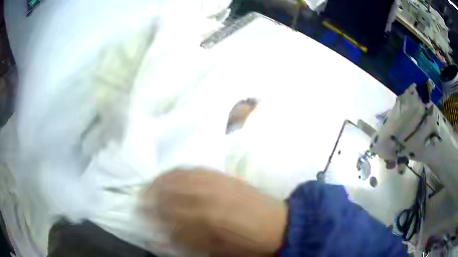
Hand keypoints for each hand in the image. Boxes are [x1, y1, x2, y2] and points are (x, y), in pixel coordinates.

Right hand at [142, 168, 286, 255]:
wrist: (278, 224)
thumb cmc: (247, 244)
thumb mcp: (217, 250)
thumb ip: (186, 240)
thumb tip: (162, 235)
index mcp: (205, 218)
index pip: (168, 212)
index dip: (152, 213)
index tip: (140, 213)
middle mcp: (207, 195)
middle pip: (170, 190)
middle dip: (151, 194)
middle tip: (141, 199)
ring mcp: (216, 182)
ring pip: (180, 176)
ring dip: (162, 180)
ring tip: (151, 185)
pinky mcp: (224, 175)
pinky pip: (195, 169)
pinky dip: (179, 171)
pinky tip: (172, 175)